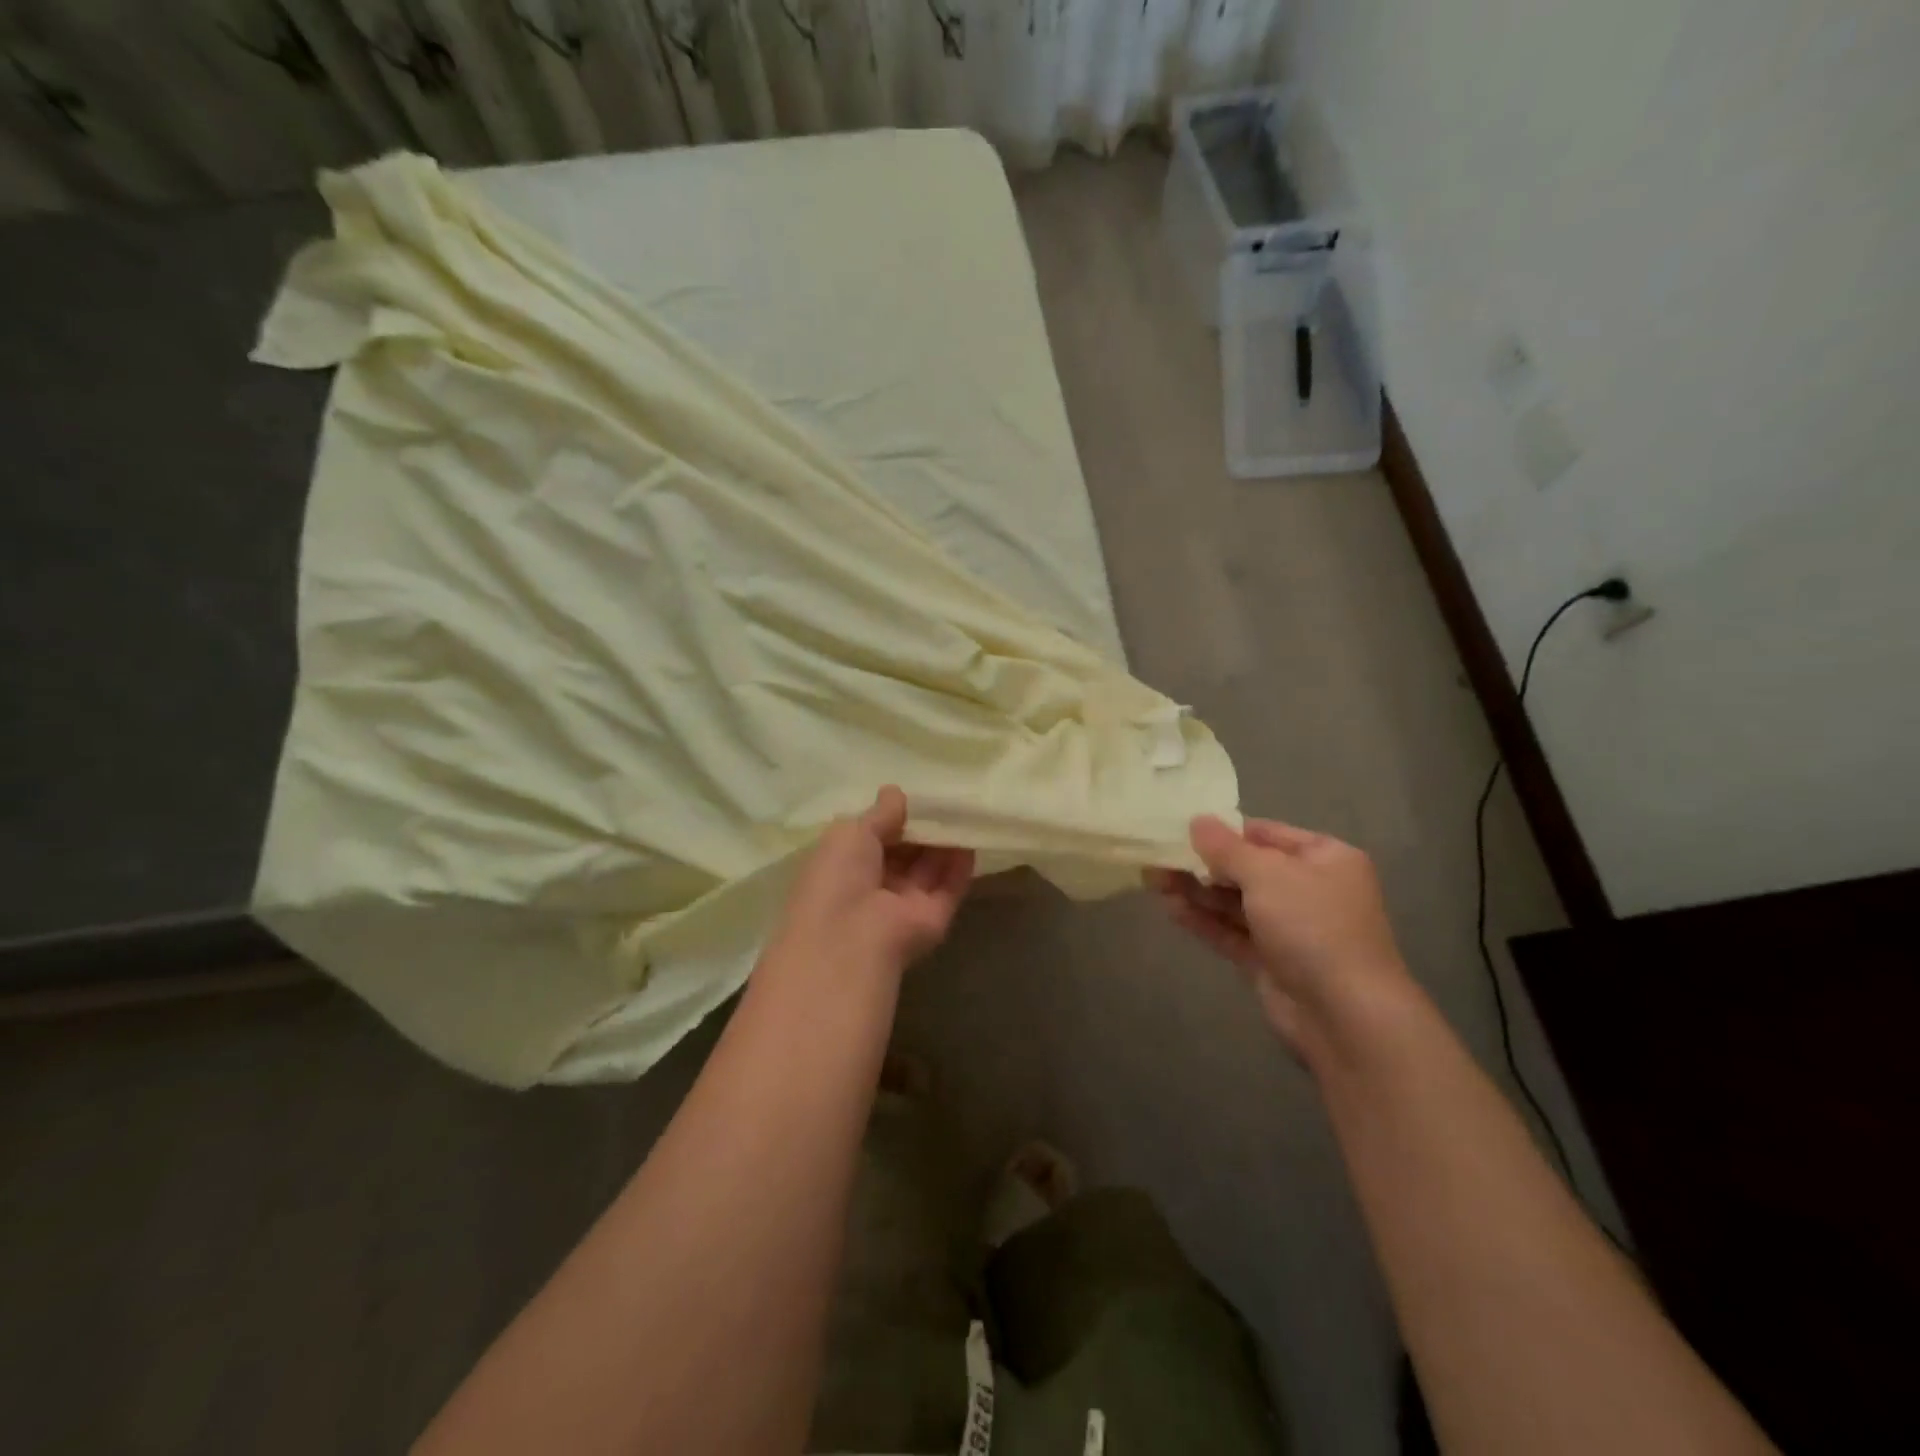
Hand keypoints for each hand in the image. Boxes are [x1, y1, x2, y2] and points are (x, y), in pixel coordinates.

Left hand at [772, 786, 974, 977]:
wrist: (850, 938)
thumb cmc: (838, 877)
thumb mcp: (851, 832)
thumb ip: (879, 814)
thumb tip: (896, 792)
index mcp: (844, 866)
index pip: (873, 838)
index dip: (892, 817)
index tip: (914, 795)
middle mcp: (874, 886)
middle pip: (905, 853)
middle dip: (922, 828)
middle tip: (946, 799)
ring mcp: (904, 905)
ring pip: (929, 868)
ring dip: (944, 842)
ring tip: (964, 811)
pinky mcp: (933, 919)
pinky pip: (949, 887)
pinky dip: (960, 865)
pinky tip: (971, 838)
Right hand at [1147, 816, 1410, 1053]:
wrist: (1345, 1015)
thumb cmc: (1313, 926)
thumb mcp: (1267, 874)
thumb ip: (1226, 848)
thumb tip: (1197, 820)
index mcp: (1325, 858)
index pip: (1266, 834)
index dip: (1224, 831)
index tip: (1181, 828)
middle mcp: (1309, 890)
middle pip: (1247, 869)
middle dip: (1202, 864)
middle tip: (1157, 856)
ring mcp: (1289, 929)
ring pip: (1234, 902)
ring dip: (1196, 891)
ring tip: (1152, 879)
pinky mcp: (1270, 961)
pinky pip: (1231, 932)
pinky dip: (1203, 920)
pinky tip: (1170, 908)